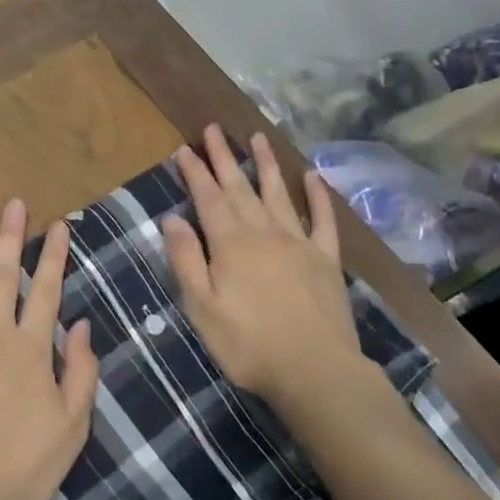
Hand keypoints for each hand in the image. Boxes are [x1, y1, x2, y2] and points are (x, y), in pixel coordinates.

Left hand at [0, 199, 99, 499]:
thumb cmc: (21, 467)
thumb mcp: (71, 426)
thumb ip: (80, 371)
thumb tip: (82, 325)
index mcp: (30, 348)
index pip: (47, 291)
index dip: (54, 256)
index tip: (59, 226)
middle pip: (4, 275)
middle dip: (11, 237)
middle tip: (14, 204)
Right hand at [164, 126, 369, 409]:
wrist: (316, 371)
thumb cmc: (249, 345)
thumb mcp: (202, 308)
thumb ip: (187, 261)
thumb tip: (172, 219)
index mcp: (231, 244)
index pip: (208, 198)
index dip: (195, 172)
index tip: (184, 149)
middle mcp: (265, 232)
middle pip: (241, 188)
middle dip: (225, 157)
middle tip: (214, 129)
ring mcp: (300, 242)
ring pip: (279, 194)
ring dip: (267, 165)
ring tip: (258, 137)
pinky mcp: (326, 259)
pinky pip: (322, 219)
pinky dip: (318, 196)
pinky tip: (313, 177)